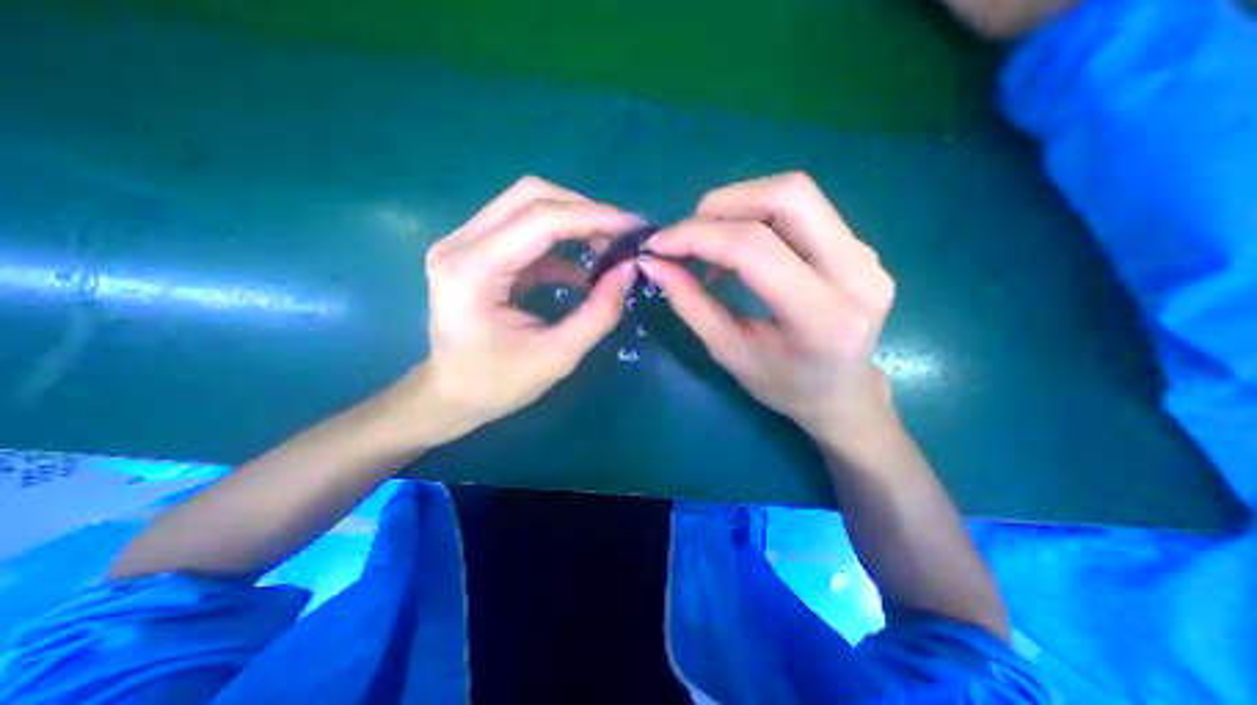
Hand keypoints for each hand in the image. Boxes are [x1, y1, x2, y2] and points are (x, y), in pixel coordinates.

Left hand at [414, 173, 641, 439]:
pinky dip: (560, 242)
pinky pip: (524, 231)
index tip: (635, 228)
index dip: (594, 217)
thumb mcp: (557, 356)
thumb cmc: (497, 384)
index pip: (540, 220)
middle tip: (621, 236)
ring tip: (608, 247)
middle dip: (584, 211)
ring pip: (527, 206)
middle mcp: (460, 244)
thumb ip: (599, 313)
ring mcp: (463, 244)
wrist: (450, 396)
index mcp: (472, 271)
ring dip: (574, 221)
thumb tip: (629, 270)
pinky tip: (582, 270)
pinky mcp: (475, 252)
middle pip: (530, 196)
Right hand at [642, 171, 897, 442]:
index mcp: (823, 319)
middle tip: (687, 235)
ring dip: (738, 206)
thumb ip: (691, 305)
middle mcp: (856, 274)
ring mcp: (865, 254)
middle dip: (722, 205)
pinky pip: (802, 209)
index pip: (756, 249)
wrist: (843, 391)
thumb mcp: (729, 353)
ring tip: (709, 242)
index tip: (658, 245)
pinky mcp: (860, 246)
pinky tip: (738, 247)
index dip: (698, 236)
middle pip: (787, 197)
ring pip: (796, 194)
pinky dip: (757, 216)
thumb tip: (654, 263)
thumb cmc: (784, 386)